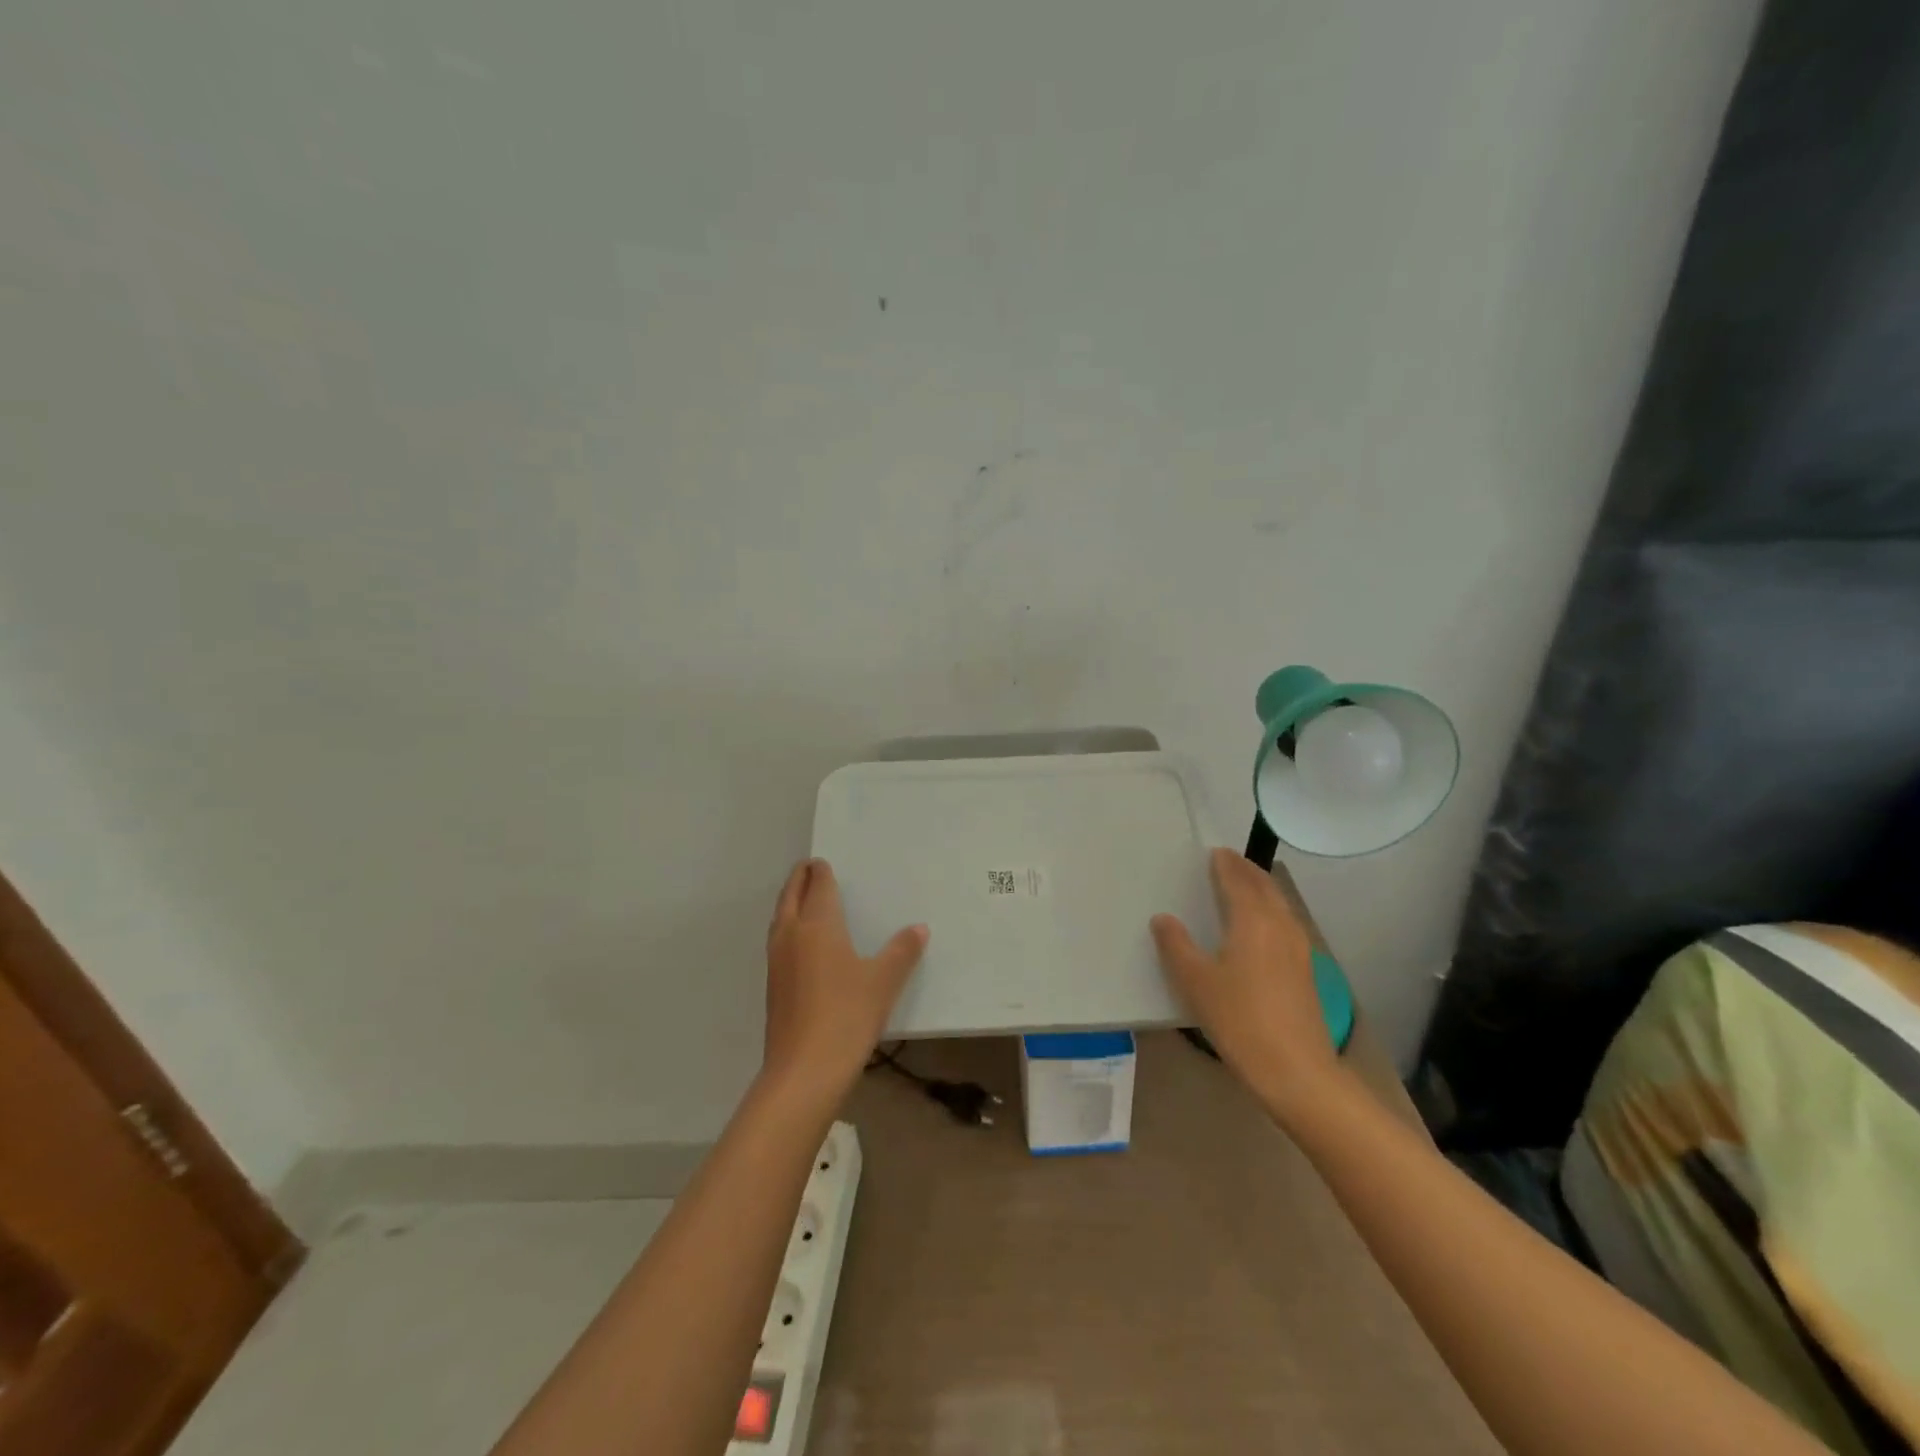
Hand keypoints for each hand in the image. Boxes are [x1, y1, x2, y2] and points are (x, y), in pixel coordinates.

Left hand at [762, 858, 927, 1100]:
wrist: (804, 1070)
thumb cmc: (847, 1015)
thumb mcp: (883, 981)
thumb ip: (902, 951)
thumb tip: (919, 928)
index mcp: (817, 925)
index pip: (817, 886)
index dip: (820, 871)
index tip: (822, 861)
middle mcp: (792, 935)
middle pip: (791, 896)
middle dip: (799, 879)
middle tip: (808, 868)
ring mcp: (777, 961)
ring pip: (780, 918)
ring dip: (789, 902)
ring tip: (803, 898)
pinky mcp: (773, 986)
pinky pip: (779, 941)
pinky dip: (788, 927)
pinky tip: (801, 943)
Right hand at [1150, 848, 1343, 1121]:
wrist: (1296, 1071)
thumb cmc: (1240, 1019)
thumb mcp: (1196, 982)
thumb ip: (1176, 946)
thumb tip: (1163, 919)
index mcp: (1253, 920)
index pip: (1238, 881)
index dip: (1226, 865)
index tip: (1215, 852)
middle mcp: (1280, 926)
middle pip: (1265, 887)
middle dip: (1247, 871)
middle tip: (1228, 861)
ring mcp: (1299, 949)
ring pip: (1280, 905)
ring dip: (1262, 890)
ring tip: (1243, 887)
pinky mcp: (1306, 971)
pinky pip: (1286, 924)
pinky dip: (1271, 911)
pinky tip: (1261, 928)